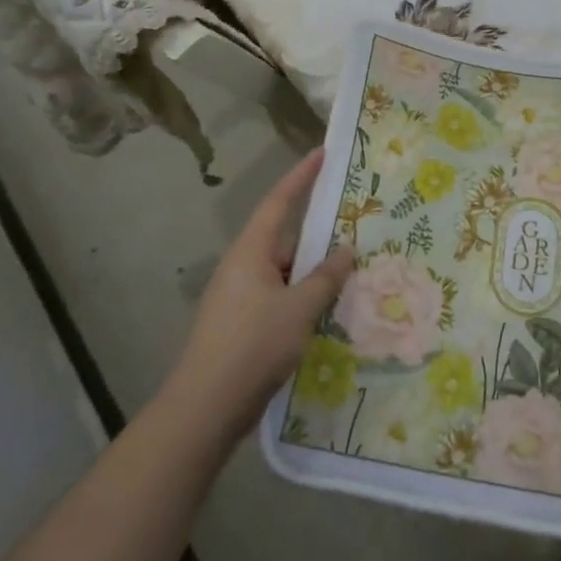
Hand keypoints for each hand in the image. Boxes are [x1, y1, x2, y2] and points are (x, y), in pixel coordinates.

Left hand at [163, 148, 354, 442]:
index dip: (301, 176)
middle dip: (318, 234)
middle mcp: (242, 266)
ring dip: (313, 272)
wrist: (205, 407)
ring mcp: (239, 297)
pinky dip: (303, 297)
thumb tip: (346, 249)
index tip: (321, 153)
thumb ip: (325, 277)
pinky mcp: (242, 325)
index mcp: (250, 251)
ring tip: (352, 272)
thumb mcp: (298, 309)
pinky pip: (280, 297)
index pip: (279, 201)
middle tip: (354, 226)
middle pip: (284, 239)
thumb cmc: (252, 346)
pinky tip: (328, 311)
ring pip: (284, 272)